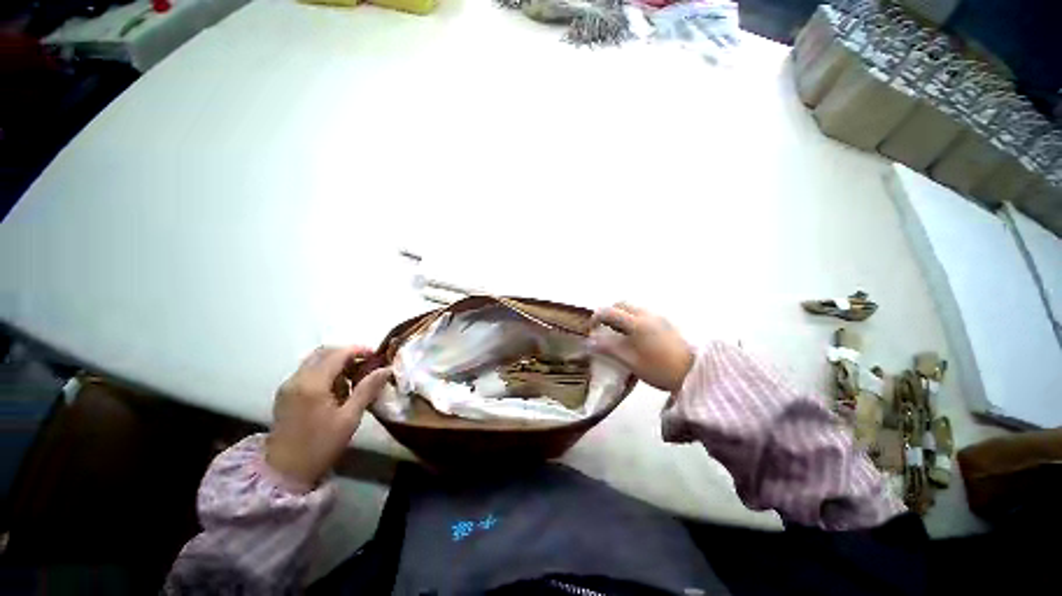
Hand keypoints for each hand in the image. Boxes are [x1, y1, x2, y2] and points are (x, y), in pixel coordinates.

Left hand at [266, 346, 391, 489]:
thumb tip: (387, 369)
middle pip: (324, 352)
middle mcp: (297, 379)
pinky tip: (337, 387)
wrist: (285, 472)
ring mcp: (288, 386)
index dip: (359, 350)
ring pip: (314, 360)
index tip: (377, 356)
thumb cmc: (321, 445)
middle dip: (347, 354)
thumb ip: (367, 389)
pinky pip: (307, 371)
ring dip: (336, 362)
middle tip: (367, 364)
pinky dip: (325, 371)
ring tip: (354, 376)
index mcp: (313, 383)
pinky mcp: (285, 394)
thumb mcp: (349, 418)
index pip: (338, 354)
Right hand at [589, 303, 693, 392]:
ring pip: (633, 308)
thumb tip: (589, 342)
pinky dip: (633, 318)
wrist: (695, 373)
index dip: (595, 318)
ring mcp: (658, 316)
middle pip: (621, 304)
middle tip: (604, 329)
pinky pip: (643, 313)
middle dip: (609, 313)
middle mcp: (646, 314)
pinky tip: (636, 336)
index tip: (591, 330)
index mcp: (635, 322)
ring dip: (621, 315)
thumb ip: (608, 349)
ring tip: (619, 334)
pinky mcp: (666, 322)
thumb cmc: (660, 369)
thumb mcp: (631, 361)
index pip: (608, 312)